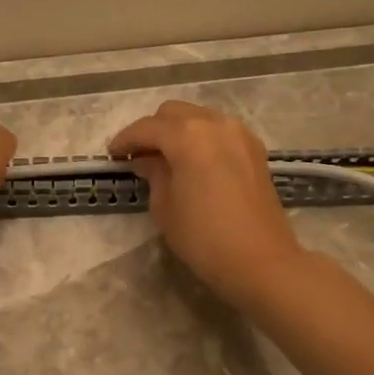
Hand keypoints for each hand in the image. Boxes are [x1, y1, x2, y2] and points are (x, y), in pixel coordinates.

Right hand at [108, 101, 308, 309]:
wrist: (261, 261)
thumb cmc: (203, 237)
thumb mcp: (165, 207)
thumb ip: (154, 174)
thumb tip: (147, 160)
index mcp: (188, 135)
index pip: (147, 128)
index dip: (125, 140)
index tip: (112, 154)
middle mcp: (215, 123)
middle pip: (174, 113)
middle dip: (152, 130)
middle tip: (139, 155)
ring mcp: (239, 133)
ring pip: (199, 118)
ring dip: (178, 131)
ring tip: (166, 158)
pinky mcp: (255, 149)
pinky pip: (219, 131)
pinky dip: (202, 138)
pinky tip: (194, 162)